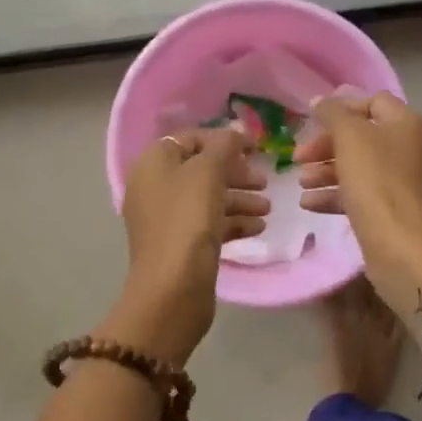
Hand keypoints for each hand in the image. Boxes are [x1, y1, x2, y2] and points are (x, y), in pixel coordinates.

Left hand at [105, 127, 269, 364]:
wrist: (172, 290)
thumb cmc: (187, 220)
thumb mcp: (208, 173)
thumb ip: (224, 146)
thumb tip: (236, 130)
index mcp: (153, 163)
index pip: (190, 139)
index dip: (223, 140)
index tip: (255, 148)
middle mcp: (155, 187)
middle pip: (201, 169)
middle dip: (236, 173)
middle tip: (264, 181)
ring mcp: (166, 218)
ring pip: (207, 198)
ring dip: (239, 198)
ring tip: (268, 208)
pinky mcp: (180, 245)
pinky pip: (209, 223)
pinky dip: (233, 221)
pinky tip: (259, 228)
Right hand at [297, 92, 421, 322]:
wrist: (402, 247)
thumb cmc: (376, 182)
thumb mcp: (349, 138)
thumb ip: (332, 114)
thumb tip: (319, 100)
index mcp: (410, 124)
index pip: (373, 102)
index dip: (341, 108)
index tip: (312, 121)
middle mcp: (416, 148)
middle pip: (364, 136)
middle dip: (327, 146)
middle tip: (299, 157)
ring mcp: (410, 182)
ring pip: (362, 167)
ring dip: (327, 171)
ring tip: (302, 183)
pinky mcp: (400, 210)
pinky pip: (366, 193)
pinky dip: (338, 194)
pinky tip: (310, 204)